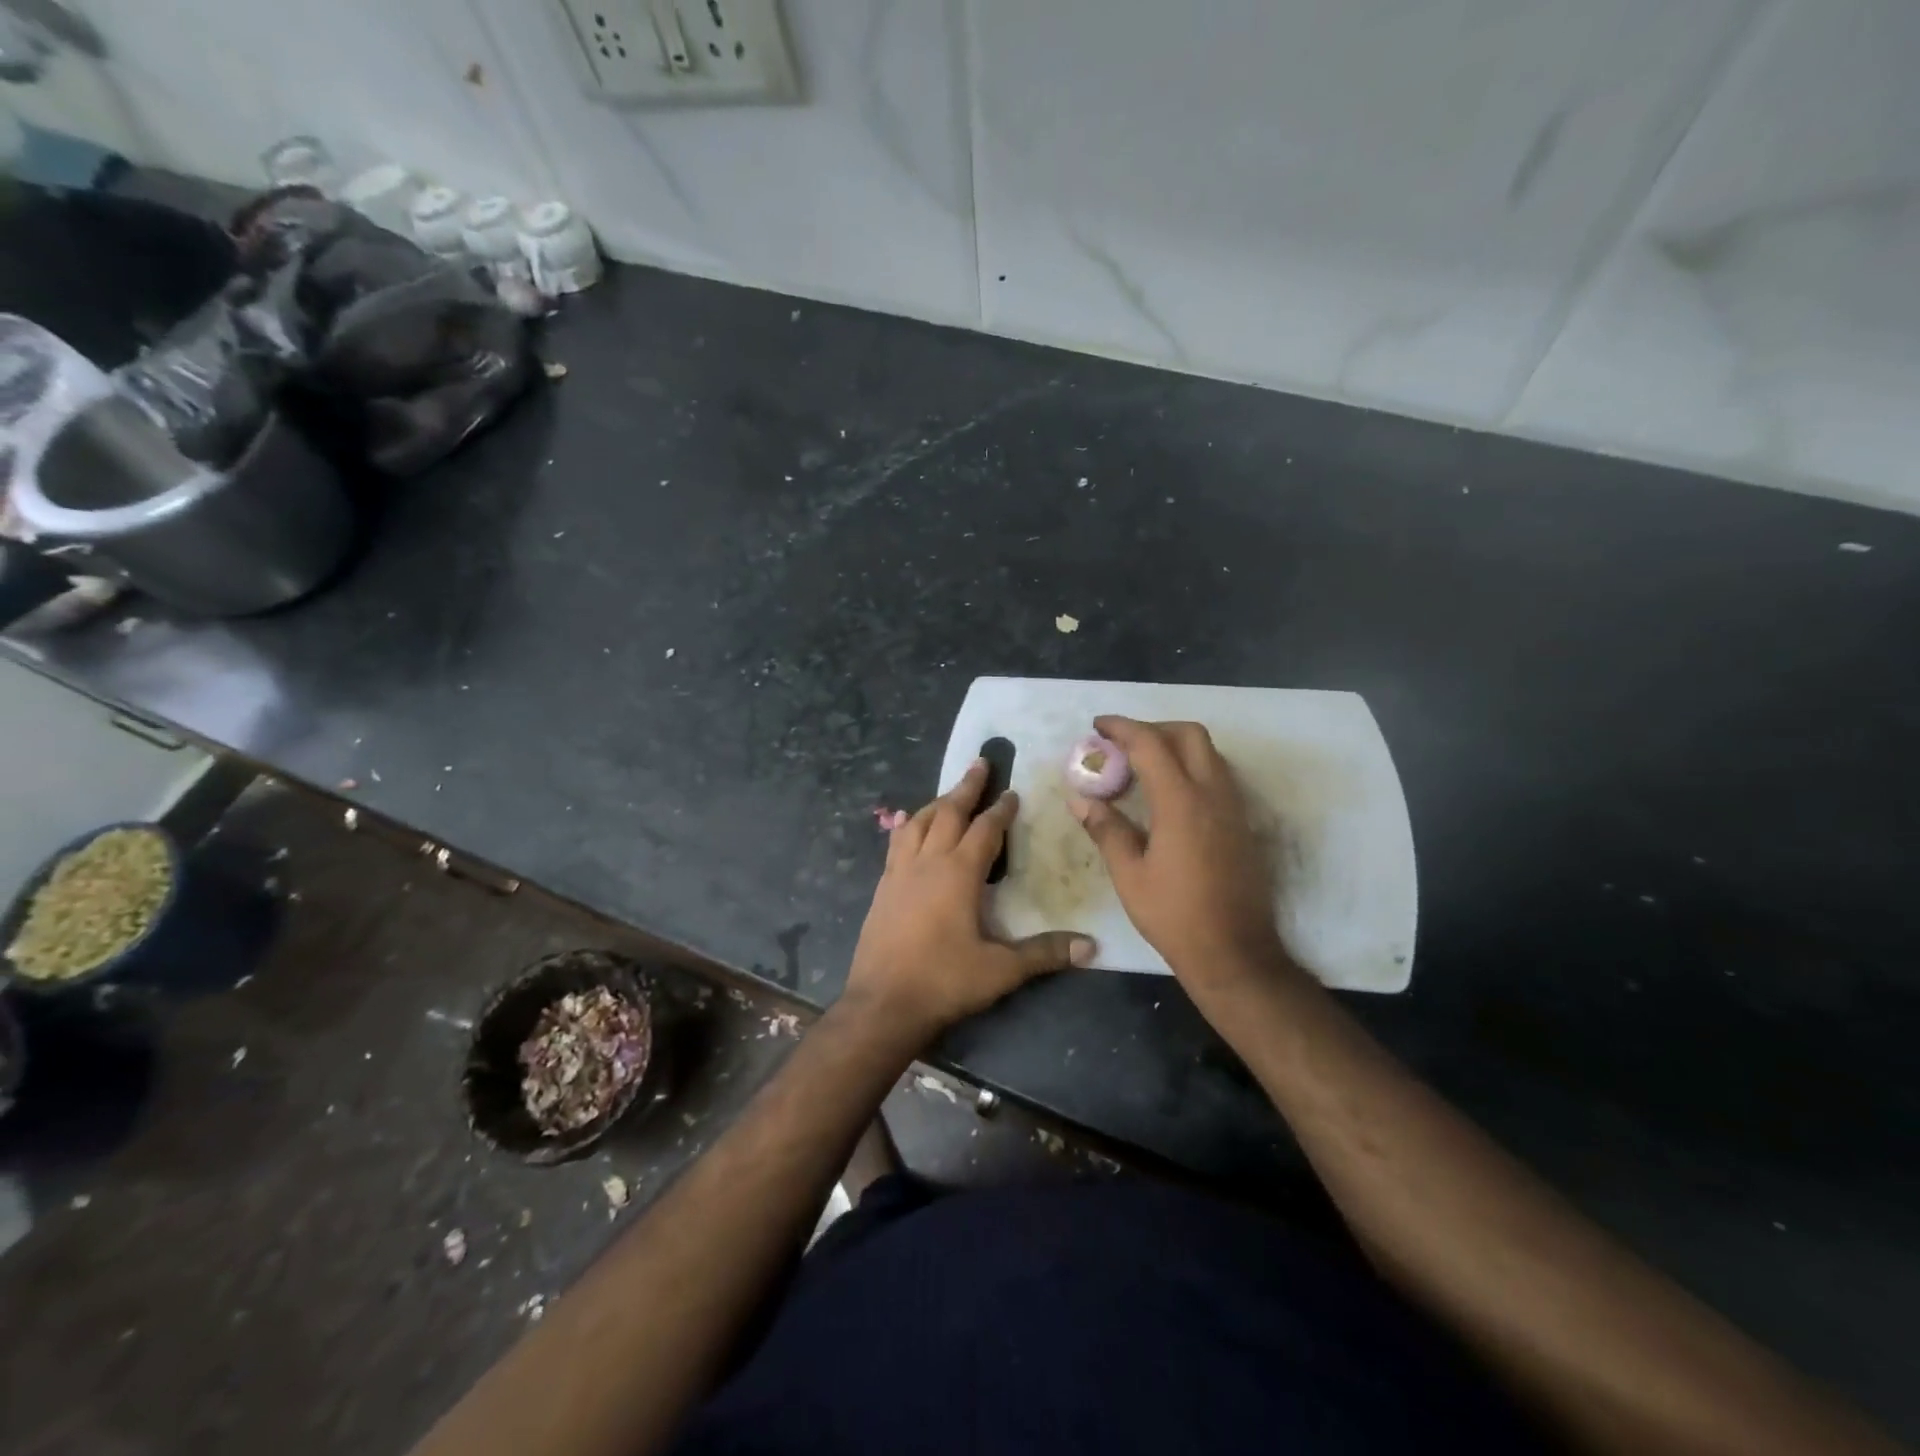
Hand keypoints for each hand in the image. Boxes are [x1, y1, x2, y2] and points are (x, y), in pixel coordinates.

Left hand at [844, 759, 1094, 1040]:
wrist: (882, 1004)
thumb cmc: (943, 982)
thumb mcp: (1000, 970)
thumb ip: (1044, 953)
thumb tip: (1090, 945)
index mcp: (958, 873)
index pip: (985, 829)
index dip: (1001, 809)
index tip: (1013, 792)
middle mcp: (927, 862)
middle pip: (948, 812)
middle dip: (967, 787)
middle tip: (980, 763)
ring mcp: (899, 873)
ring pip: (918, 822)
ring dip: (936, 803)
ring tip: (949, 794)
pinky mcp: (882, 888)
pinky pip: (896, 844)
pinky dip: (907, 826)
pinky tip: (908, 826)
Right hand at [1070, 717, 1286, 992]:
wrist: (1235, 952)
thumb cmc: (1174, 915)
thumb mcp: (1129, 875)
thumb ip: (1106, 829)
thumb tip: (1080, 799)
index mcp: (1181, 802)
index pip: (1150, 744)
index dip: (1121, 728)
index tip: (1097, 726)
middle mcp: (1213, 794)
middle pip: (1189, 735)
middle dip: (1153, 728)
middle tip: (1122, 744)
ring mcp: (1233, 808)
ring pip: (1209, 753)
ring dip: (1175, 746)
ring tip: (1142, 766)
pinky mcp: (1242, 824)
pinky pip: (1218, 775)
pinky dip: (1191, 767)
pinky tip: (1169, 794)